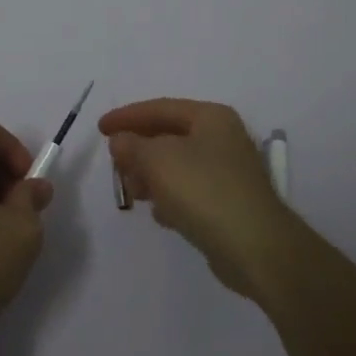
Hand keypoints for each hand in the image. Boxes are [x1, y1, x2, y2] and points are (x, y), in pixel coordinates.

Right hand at [101, 98, 300, 299]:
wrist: (256, 248)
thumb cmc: (204, 191)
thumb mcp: (158, 160)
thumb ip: (133, 146)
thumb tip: (121, 140)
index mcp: (210, 117)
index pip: (160, 108)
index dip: (126, 116)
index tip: (100, 129)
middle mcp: (222, 138)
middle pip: (169, 135)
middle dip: (139, 149)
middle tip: (115, 164)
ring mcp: (228, 172)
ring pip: (177, 165)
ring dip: (151, 175)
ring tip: (133, 193)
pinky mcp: (229, 203)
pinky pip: (190, 191)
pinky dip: (170, 197)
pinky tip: (160, 213)